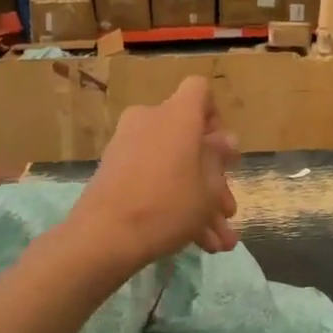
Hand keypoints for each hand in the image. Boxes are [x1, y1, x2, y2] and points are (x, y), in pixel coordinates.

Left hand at [69, 76, 239, 270]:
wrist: (104, 236)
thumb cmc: (168, 205)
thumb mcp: (208, 188)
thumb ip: (219, 160)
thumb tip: (225, 141)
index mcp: (177, 115)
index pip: (199, 91)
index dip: (215, 116)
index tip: (223, 150)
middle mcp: (150, 121)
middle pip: (189, 138)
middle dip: (213, 179)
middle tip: (227, 209)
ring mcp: (128, 145)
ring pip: (174, 166)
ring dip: (198, 201)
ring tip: (219, 240)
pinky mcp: (114, 171)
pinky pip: (153, 179)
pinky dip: (173, 204)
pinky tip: (198, 242)